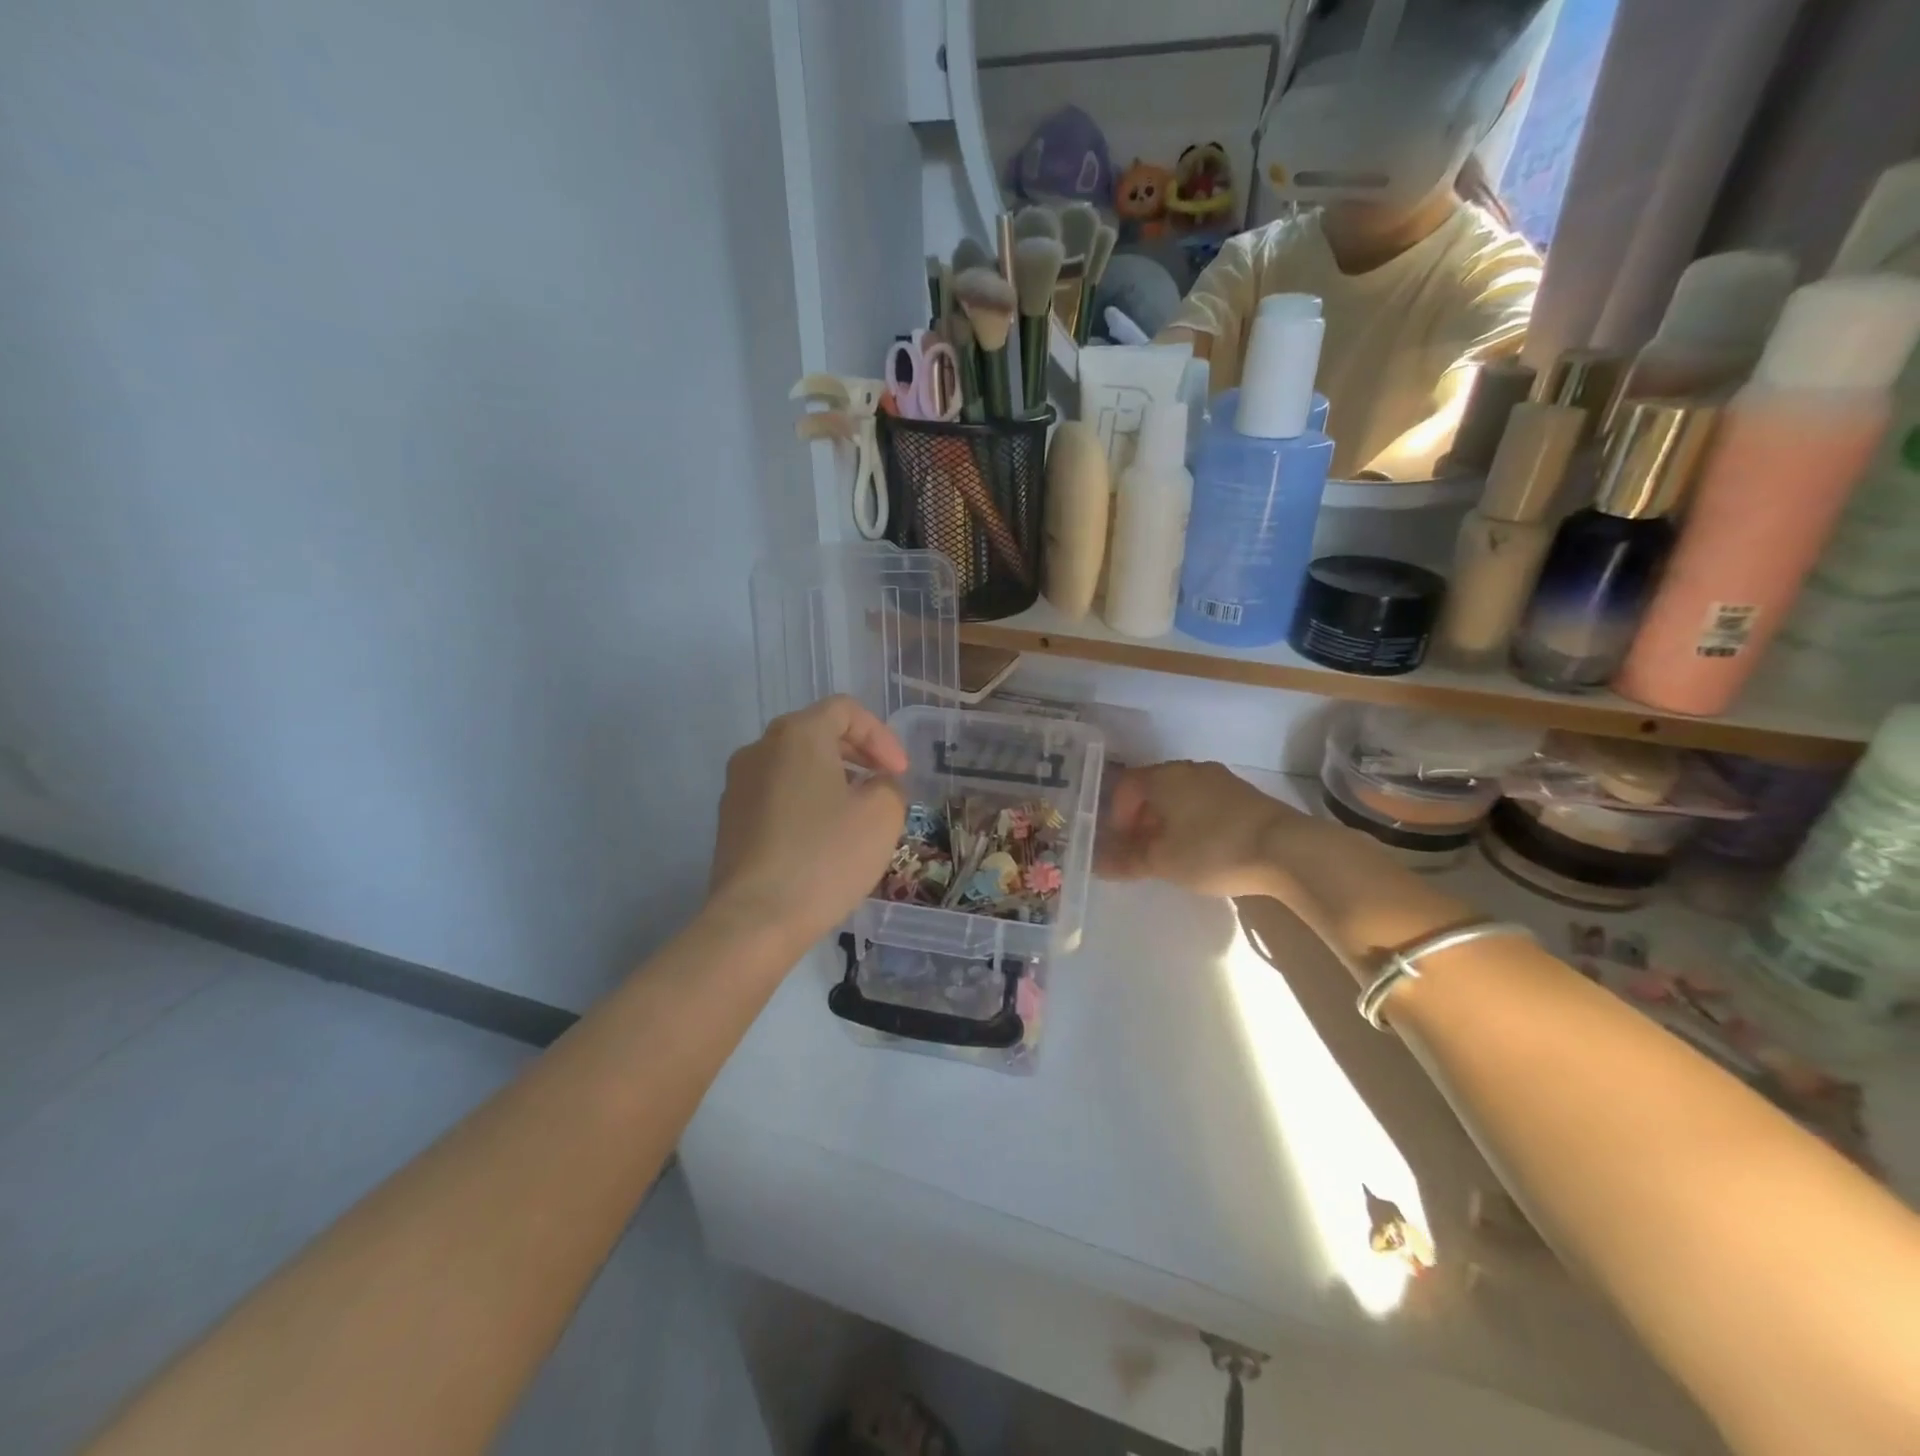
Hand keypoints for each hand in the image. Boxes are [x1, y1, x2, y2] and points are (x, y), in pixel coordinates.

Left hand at [708, 697, 907, 948]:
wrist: (755, 919)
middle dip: (857, 755)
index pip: (845, 711)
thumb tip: (876, 785)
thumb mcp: (882, 816)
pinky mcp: (729, 820)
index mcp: (797, 735)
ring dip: (831, 779)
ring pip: (794, 765)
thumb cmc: (825, 857)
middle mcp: (760, 748)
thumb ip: (889, 786)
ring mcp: (738, 785)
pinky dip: (805, 802)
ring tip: (856, 815)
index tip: (899, 774)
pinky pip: (776, 794)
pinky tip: (822, 839)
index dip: (881, 736)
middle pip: (816, 733)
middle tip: (883, 786)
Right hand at [1098, 761, 1304, 898]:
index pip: (1126, 785)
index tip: (1120, 843)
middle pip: (1153, 788)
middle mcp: (1189, 770)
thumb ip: (1128, 861)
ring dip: (1168, 820)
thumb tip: (1098, 864)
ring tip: (1171, 853)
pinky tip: (1202, 848)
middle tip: (1141, 850)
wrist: (1286, 848)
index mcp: (1164, 777)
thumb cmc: (1212, 849)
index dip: (1116, 814)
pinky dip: (1193, 821)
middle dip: (1141, 818)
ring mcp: (1220, 779)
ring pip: (1181, 795)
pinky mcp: (1245, 795)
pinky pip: (1205, 803)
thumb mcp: (1163, 861)